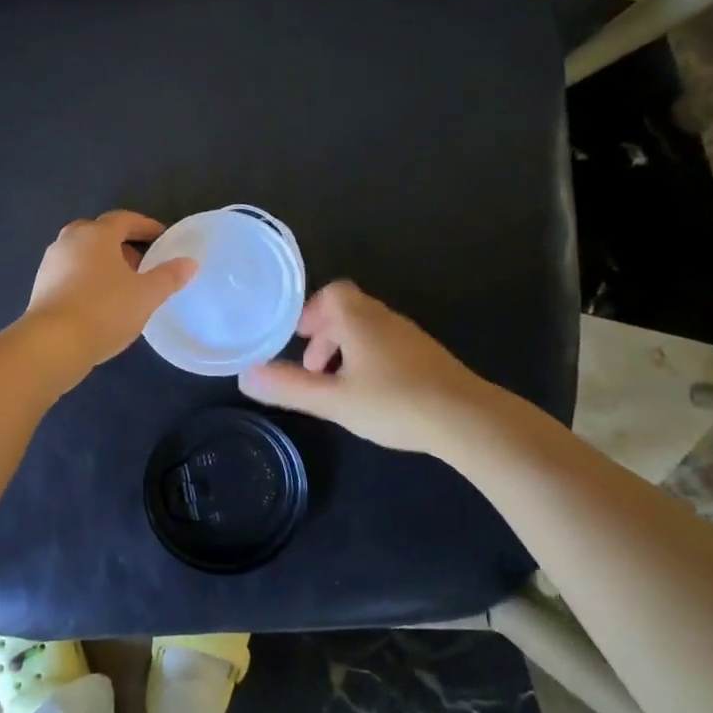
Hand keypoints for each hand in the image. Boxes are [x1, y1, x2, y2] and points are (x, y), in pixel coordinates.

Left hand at [24, 210, 197, 384]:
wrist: (53, 343)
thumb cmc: (104, 310)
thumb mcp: (146, 295)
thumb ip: (169, 277)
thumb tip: (189, 263)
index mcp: (96, 235)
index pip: (123, 219)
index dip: (144, 225)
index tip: (161, 236)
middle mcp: (69, 241)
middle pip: (97, 232)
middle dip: (120, 243)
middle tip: (139, 262)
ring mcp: (50, 264)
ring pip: (81, 253)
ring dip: (101, 262)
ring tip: (121, 285)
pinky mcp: (40, 287)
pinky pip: (69, 273)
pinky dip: (85, 278)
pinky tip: (98, 302)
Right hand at [237, 281, 488, 455]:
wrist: (466, 418)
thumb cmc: (393, 402)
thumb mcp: (333, 400)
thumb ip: (289, 387)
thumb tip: (245, 376)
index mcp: (359, 319)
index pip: (333, 293)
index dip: (312, 311)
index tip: (299, 337)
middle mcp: (385, 319)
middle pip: (349, 310)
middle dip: (326, 333)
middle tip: (313, 366)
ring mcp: (411, 336)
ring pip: (370, 329)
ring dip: (347, 348)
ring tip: (338, 383)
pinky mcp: (428, 356)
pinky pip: (389, 344)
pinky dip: (370, 357)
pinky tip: (372, 392)